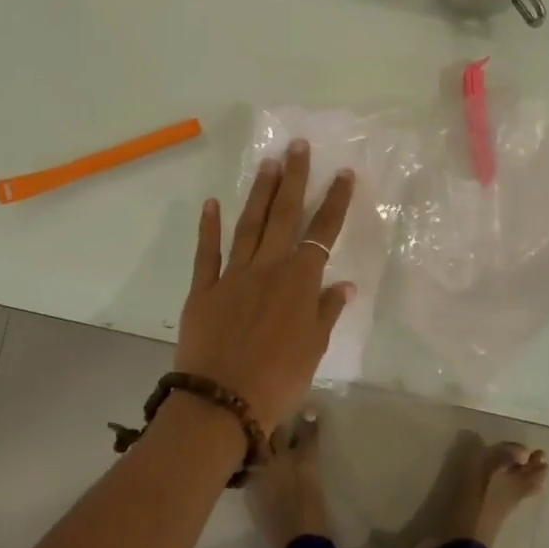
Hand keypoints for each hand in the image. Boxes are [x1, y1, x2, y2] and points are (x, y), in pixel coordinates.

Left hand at [173, 139, 355, 432]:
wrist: (221, 402)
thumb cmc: (278, 379)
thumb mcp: (314, 349)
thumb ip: (327, 311)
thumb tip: (344, 284)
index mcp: (300, 282)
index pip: (323, 232)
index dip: (335, 202)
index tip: (344, 173)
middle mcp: (269, 268)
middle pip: (284, 215)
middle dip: (294, 178)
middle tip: (298, 146)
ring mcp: (233, 275)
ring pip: (250, 224)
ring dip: (261, 192)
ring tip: (268, 162)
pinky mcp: (204, 289)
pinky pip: (207, 253)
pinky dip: (209, 227)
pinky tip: (212, 204)